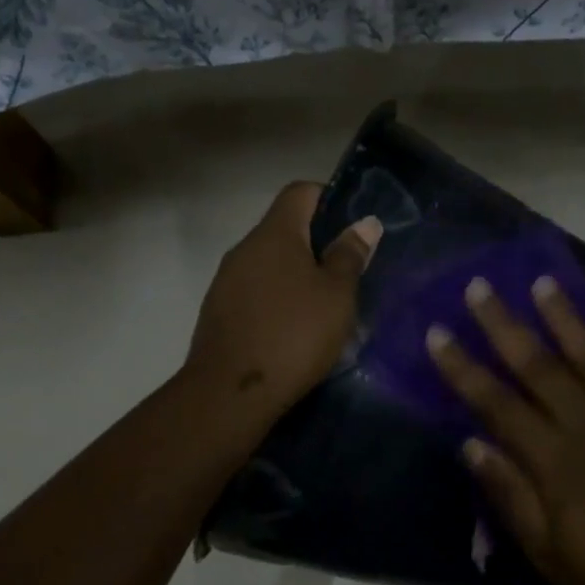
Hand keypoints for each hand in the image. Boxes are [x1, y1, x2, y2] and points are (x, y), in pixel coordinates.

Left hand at [184, 181, 381, 421]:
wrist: (231, 392)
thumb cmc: (293, 335)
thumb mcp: (336, 296)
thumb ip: (350, 255)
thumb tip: (365, 223)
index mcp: (274, 234)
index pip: (300, 192)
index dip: (330, 199)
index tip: (353, 229)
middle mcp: (244, 248)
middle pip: (284, 229)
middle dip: (317, 244)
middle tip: (347, 274)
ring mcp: (226, 281)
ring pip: (269, 264)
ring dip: (296, 276)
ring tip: (324, 307)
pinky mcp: (219, 312)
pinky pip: (255, 292)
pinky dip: (277, 300)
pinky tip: (294, 330)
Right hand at [426, 275, 584, 584]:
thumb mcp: (544, 548)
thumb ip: (508, 492)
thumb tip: (470, 444)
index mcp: (554, 460)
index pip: (497, 402)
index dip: (463, 368)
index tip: (438, 334)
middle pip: (539, 365)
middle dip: (504, 324)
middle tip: (479, 287)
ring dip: (563, 318)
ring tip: (542, 282)